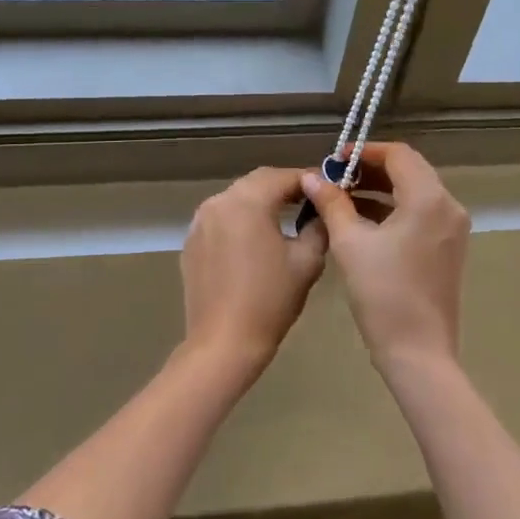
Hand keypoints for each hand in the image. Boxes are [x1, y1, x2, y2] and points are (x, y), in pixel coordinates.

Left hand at [180, 166, 327, 370]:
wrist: (223, 342)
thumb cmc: (270, 300)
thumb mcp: (307, 261)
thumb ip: (318, 226)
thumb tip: (321, 211)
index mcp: (248, 201)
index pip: (283, 176)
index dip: (309, 179)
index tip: (328, 188)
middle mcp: (219, 202)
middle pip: (257, 182)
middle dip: (284, 187)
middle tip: (309, 201)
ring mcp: (200, 221)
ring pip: (237, 198)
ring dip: (260, 202)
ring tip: (284, 218)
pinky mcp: (191, 242)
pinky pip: (220, 219)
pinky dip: (240, 220)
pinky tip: (254, 241)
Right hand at [301, 143, 468, 373]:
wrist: (418, 352)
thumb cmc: (382, 293)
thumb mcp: (350, 243)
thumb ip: (332, 203)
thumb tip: (312, 177)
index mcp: (428, 198)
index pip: (398, 154)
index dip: (366, 151)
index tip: (336, 159)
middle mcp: (448, 206)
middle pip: (410, 170)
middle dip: (372, 169)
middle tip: (336, 177)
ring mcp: (452, 229)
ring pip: (415, 192)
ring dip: (381, 189)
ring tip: (343, 197)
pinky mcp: (448, 248)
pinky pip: (421, 214)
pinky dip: (394, 209)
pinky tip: (363, 220)